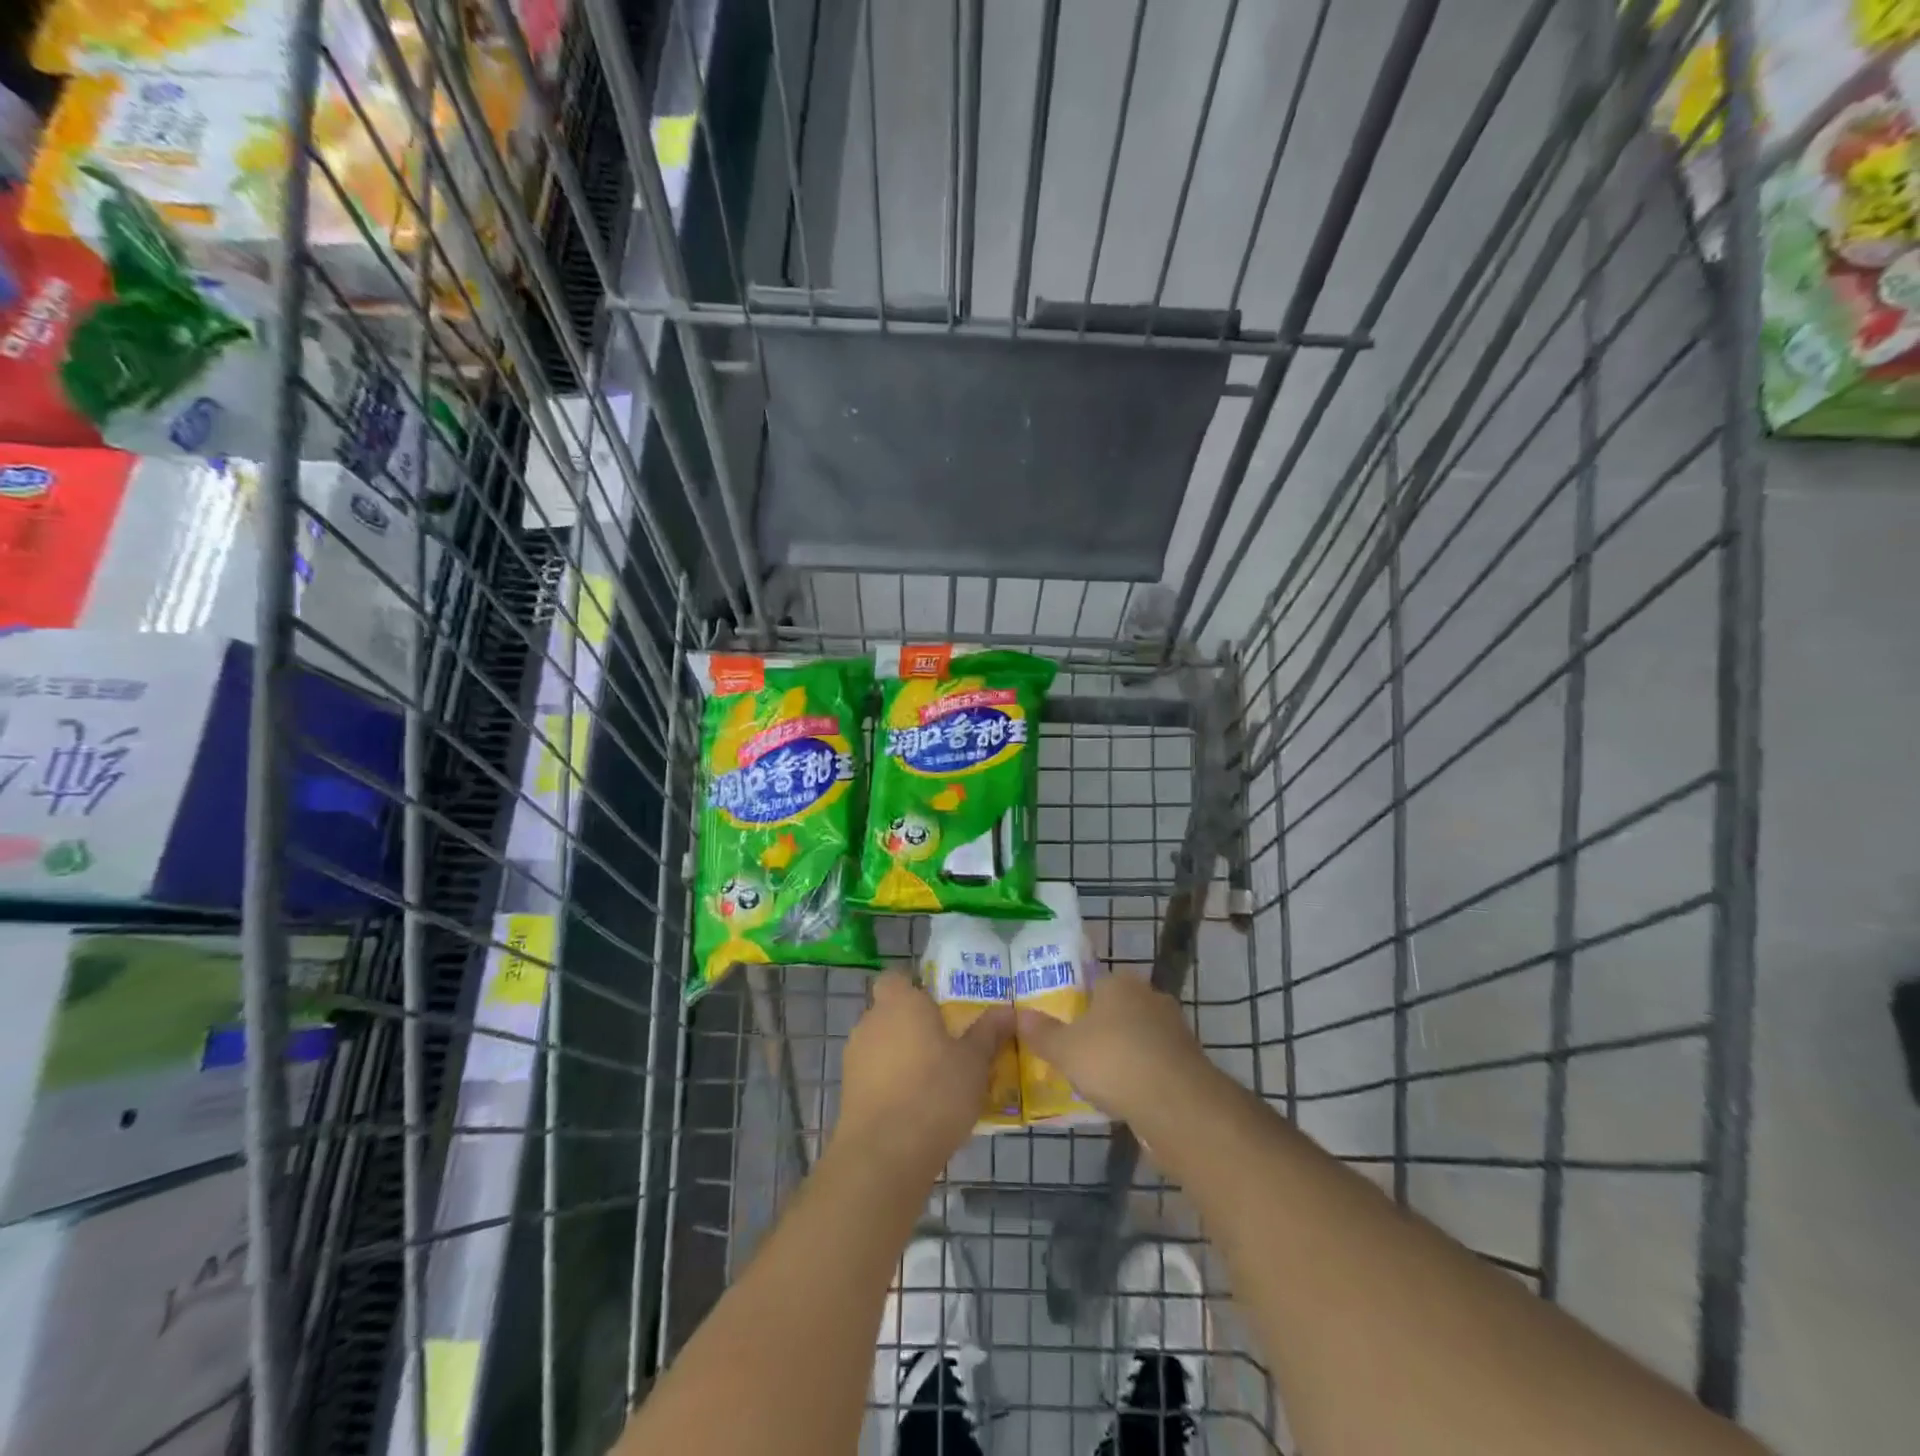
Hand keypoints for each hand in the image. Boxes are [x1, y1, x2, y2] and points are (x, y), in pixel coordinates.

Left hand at [836, 970, 1013, 1173]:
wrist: (884, 1155)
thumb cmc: (935, 1093)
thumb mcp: (974, 1062)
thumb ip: (988, 1032)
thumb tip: (1009, 1010)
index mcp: (900, 1003)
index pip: (895, 978)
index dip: (914, 987)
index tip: (939, 1006)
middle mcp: (871, 1022)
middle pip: (890, 1012)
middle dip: (913, 1025)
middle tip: (946, 1045)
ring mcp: (854, 1058)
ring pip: (881, 1045)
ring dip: (902, 1056)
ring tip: (935, 1081)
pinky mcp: (848, 1092)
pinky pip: (874, 1076)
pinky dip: (890, 1084)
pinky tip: (915, 1108)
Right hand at [1015, 971, 1214, 1127]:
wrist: (1177, 1103)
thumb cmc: (1113, 1062)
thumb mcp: (1064, 1050)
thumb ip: (1042, 1033)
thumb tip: (1019, 1015)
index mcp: (1119, 983)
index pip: (1093, 983)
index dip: (1076, 1004)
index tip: (1063, 1028)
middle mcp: (1149, 996)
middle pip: (1117, 1009)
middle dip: (1100, 1029)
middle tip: (1077, 1054)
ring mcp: (1174, 1027)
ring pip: (1138, 1036)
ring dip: (1123, 1053)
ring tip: (1099, 1080)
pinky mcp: (1188, 1059)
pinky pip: (1155, 1061)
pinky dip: (1141, 1074)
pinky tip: (1126, 1095)